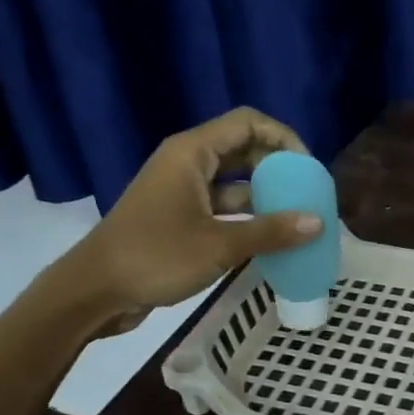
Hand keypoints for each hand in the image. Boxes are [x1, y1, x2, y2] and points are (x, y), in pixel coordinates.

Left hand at [33, 107, 320, 331]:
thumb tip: (318, 223)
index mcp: (192, 153)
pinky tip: (272, 239)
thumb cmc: (155, 257)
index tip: (308, 168)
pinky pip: (223, 207)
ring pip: (234, 182)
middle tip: (308, 194)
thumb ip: (270, 232)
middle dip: (278, 168)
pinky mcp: (180, 218)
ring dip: (265, 196)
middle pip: (243, 149)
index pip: (248, 123)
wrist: (95, 291)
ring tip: (298, 218)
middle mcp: (187, 164)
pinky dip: (247, 218)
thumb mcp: (219, 245)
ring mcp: (182, 192)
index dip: (283, 137)